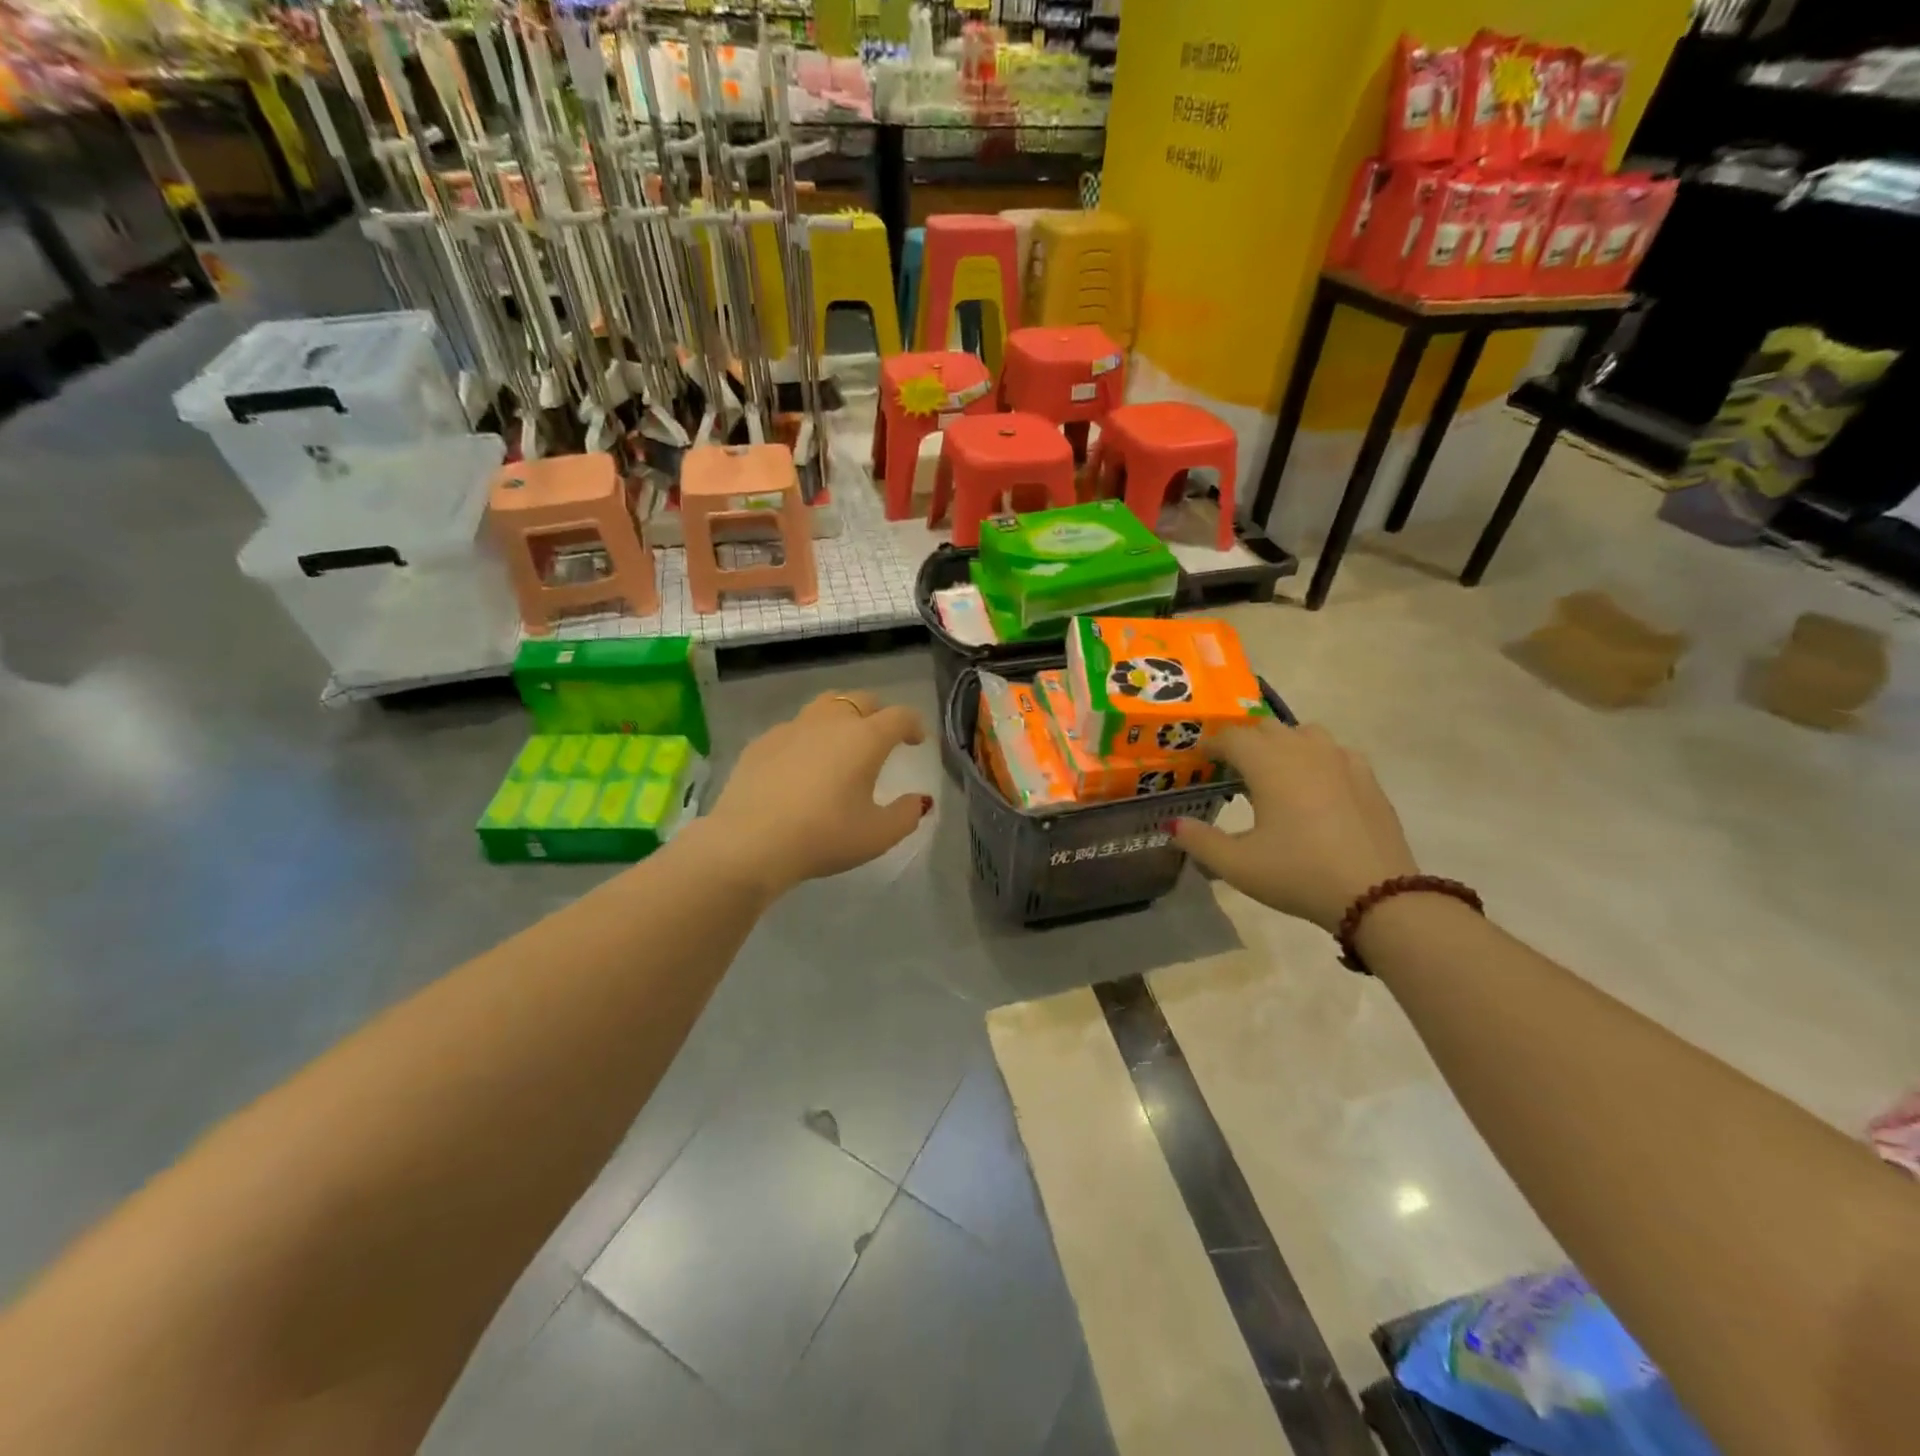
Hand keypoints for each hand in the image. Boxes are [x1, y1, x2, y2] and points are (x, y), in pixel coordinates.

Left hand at [704, 690, 931, 896]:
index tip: (917, 741)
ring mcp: (792, 728)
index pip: (900, 716)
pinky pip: (794, 728)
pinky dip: (808, 737)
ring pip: (825, 705)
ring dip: (842, 716)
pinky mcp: (762, 742)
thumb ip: (906, 815)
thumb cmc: (823, 837)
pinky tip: (802, 763)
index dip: (914, 725)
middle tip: (882, 737)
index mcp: (865, 739)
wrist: (750, 842)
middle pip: (862, 700)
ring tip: (842, 741)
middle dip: (878, 713)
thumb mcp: (877, 836)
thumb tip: (919, 800)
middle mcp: (830, 722)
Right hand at [1171, 719, 1418, 932]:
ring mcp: (1342, 760)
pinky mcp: (1368, 778)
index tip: (1199, 760)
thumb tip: (1173, 825)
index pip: (1231, 737)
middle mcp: (1304, 750)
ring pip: (1304, 733)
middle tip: (1231, 770)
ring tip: (1274, 774)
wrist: (1378, 895)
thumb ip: (1199, 841)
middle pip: (1266, 727)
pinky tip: (1316, 789)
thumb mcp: (1238, 865)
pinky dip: (1317, 760)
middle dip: (1244, 741)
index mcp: (1268, 763)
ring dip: (1283, 744)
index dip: (1210, 745)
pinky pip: (1335, 753)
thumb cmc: (1298, 873)